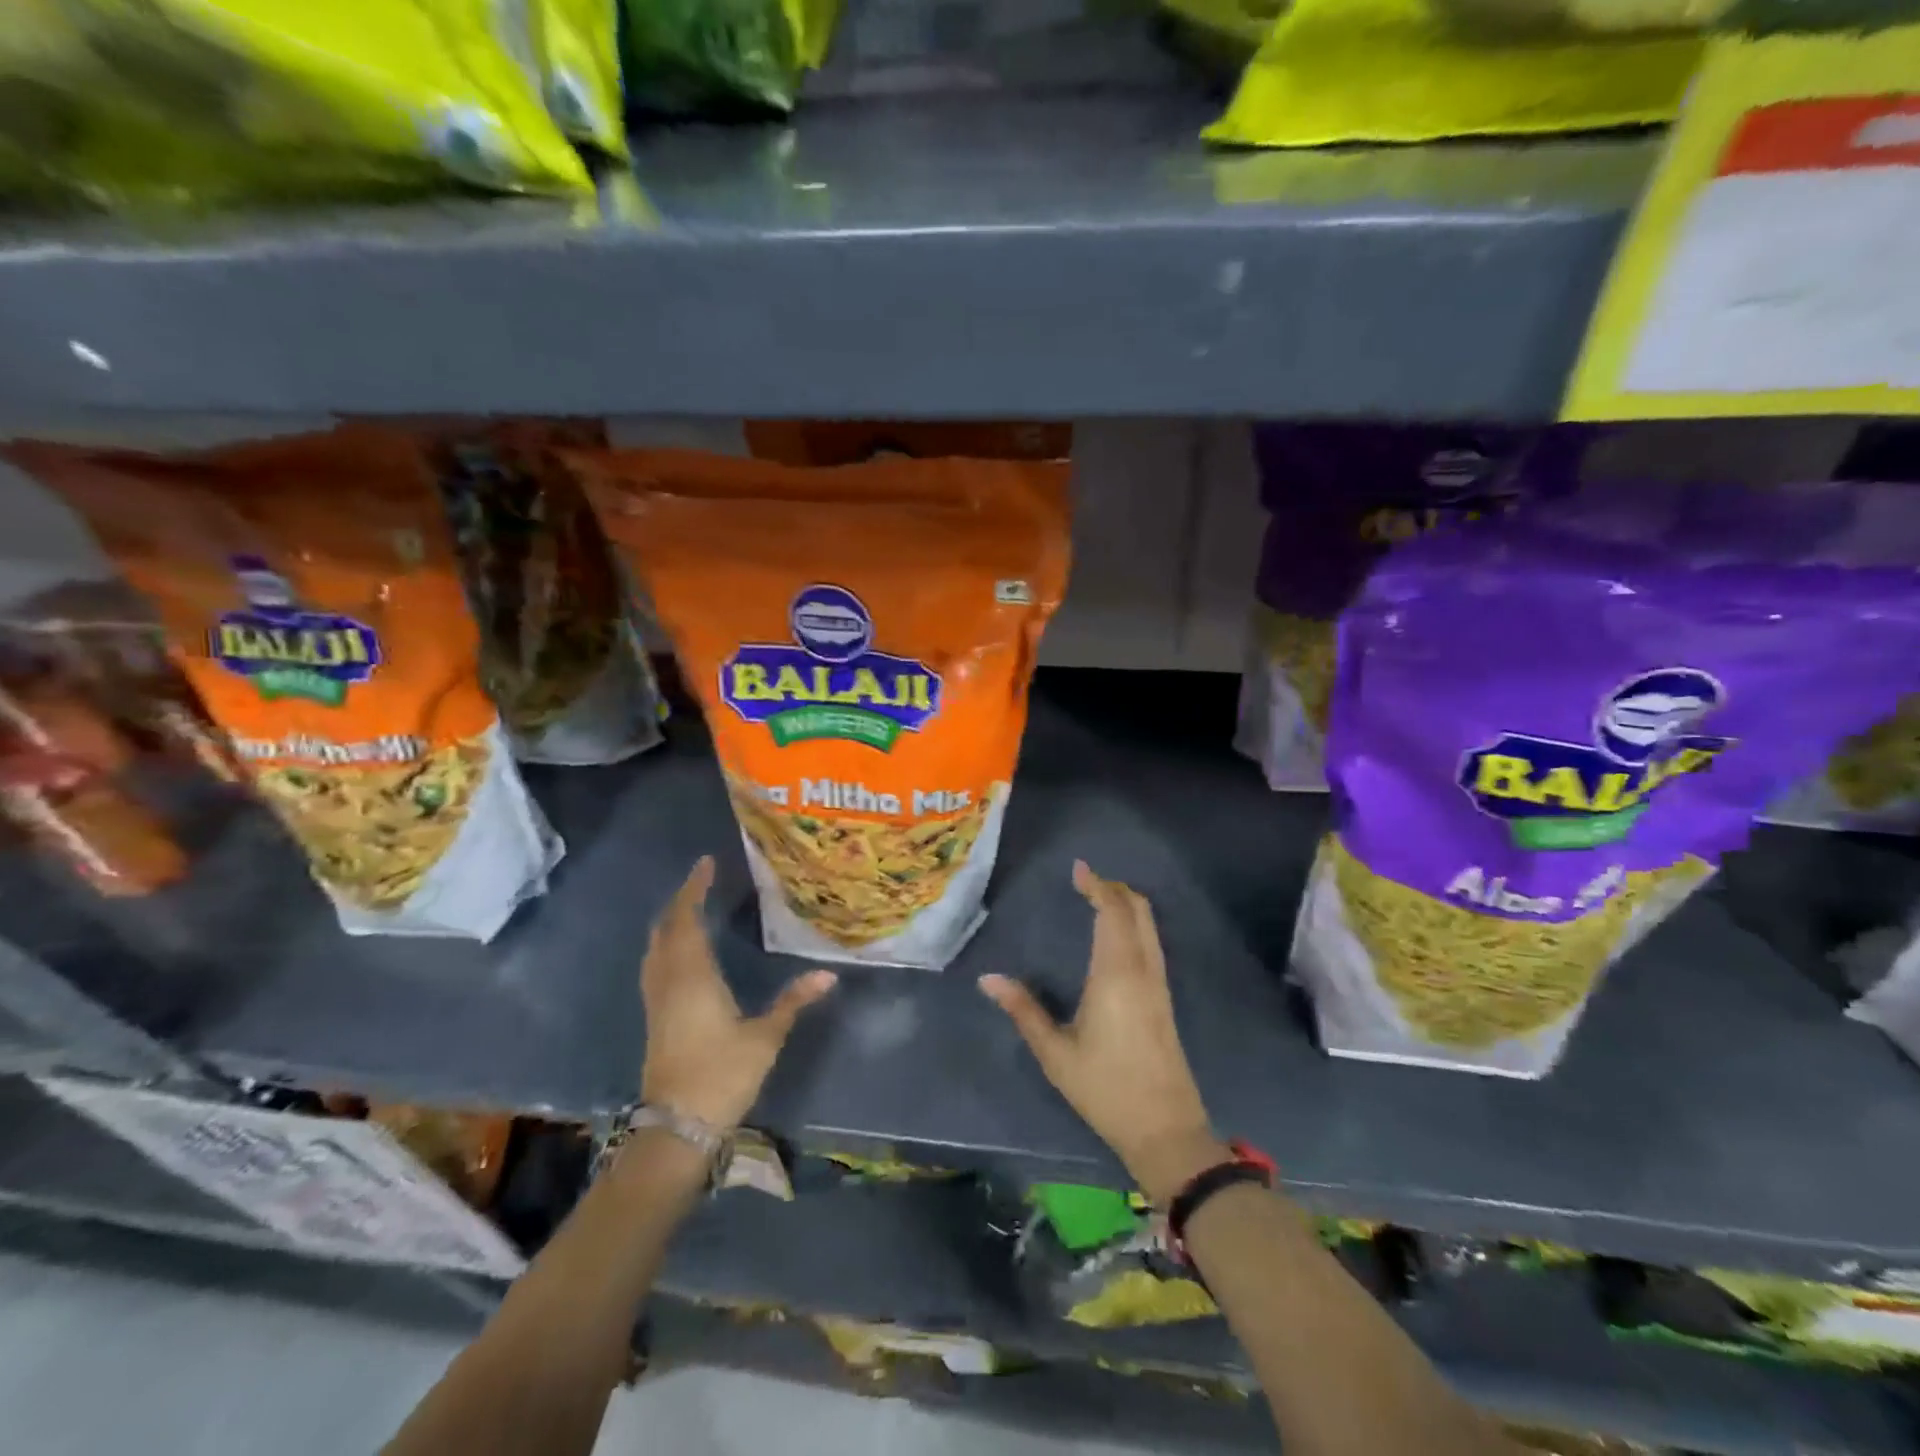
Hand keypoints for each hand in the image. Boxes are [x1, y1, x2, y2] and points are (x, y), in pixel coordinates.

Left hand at [639, 856, 837, 1128]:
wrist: (676, 1128)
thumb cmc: (721, 1076)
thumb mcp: (765, 1037)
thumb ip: (793, 1001)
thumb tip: (828, 974)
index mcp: (692, 976)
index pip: (687, 919)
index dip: (694, 889)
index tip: (706, 864)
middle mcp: (668, 981)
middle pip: (666, 929)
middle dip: (681, 901)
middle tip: (702, 882)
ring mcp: (657, 1001)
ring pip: (656, 948)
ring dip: (671, 923)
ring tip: (692, 907)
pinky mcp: (655, 1018)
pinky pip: (655, 965)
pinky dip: (667, 945)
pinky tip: (682, 952)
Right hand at [979, 861, 1227, 1205]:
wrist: (1165, 1128)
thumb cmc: (1105, 1088)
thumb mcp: (1055, 1052)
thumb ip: (1023, 1010)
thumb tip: (988, 979)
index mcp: (1115, 973)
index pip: (1111, 912)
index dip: (1097, 885)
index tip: (1078, 869)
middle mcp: (1142, 969)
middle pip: (1137, 910)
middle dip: (1114, 888)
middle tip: (1086, 881)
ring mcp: (1159, 983)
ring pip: (1149, 925)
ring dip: (1127, 904)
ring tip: (1098, 899)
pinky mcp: (1165, 998)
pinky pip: (1152, 942)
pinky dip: (1135, 924)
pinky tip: (1116, 936)